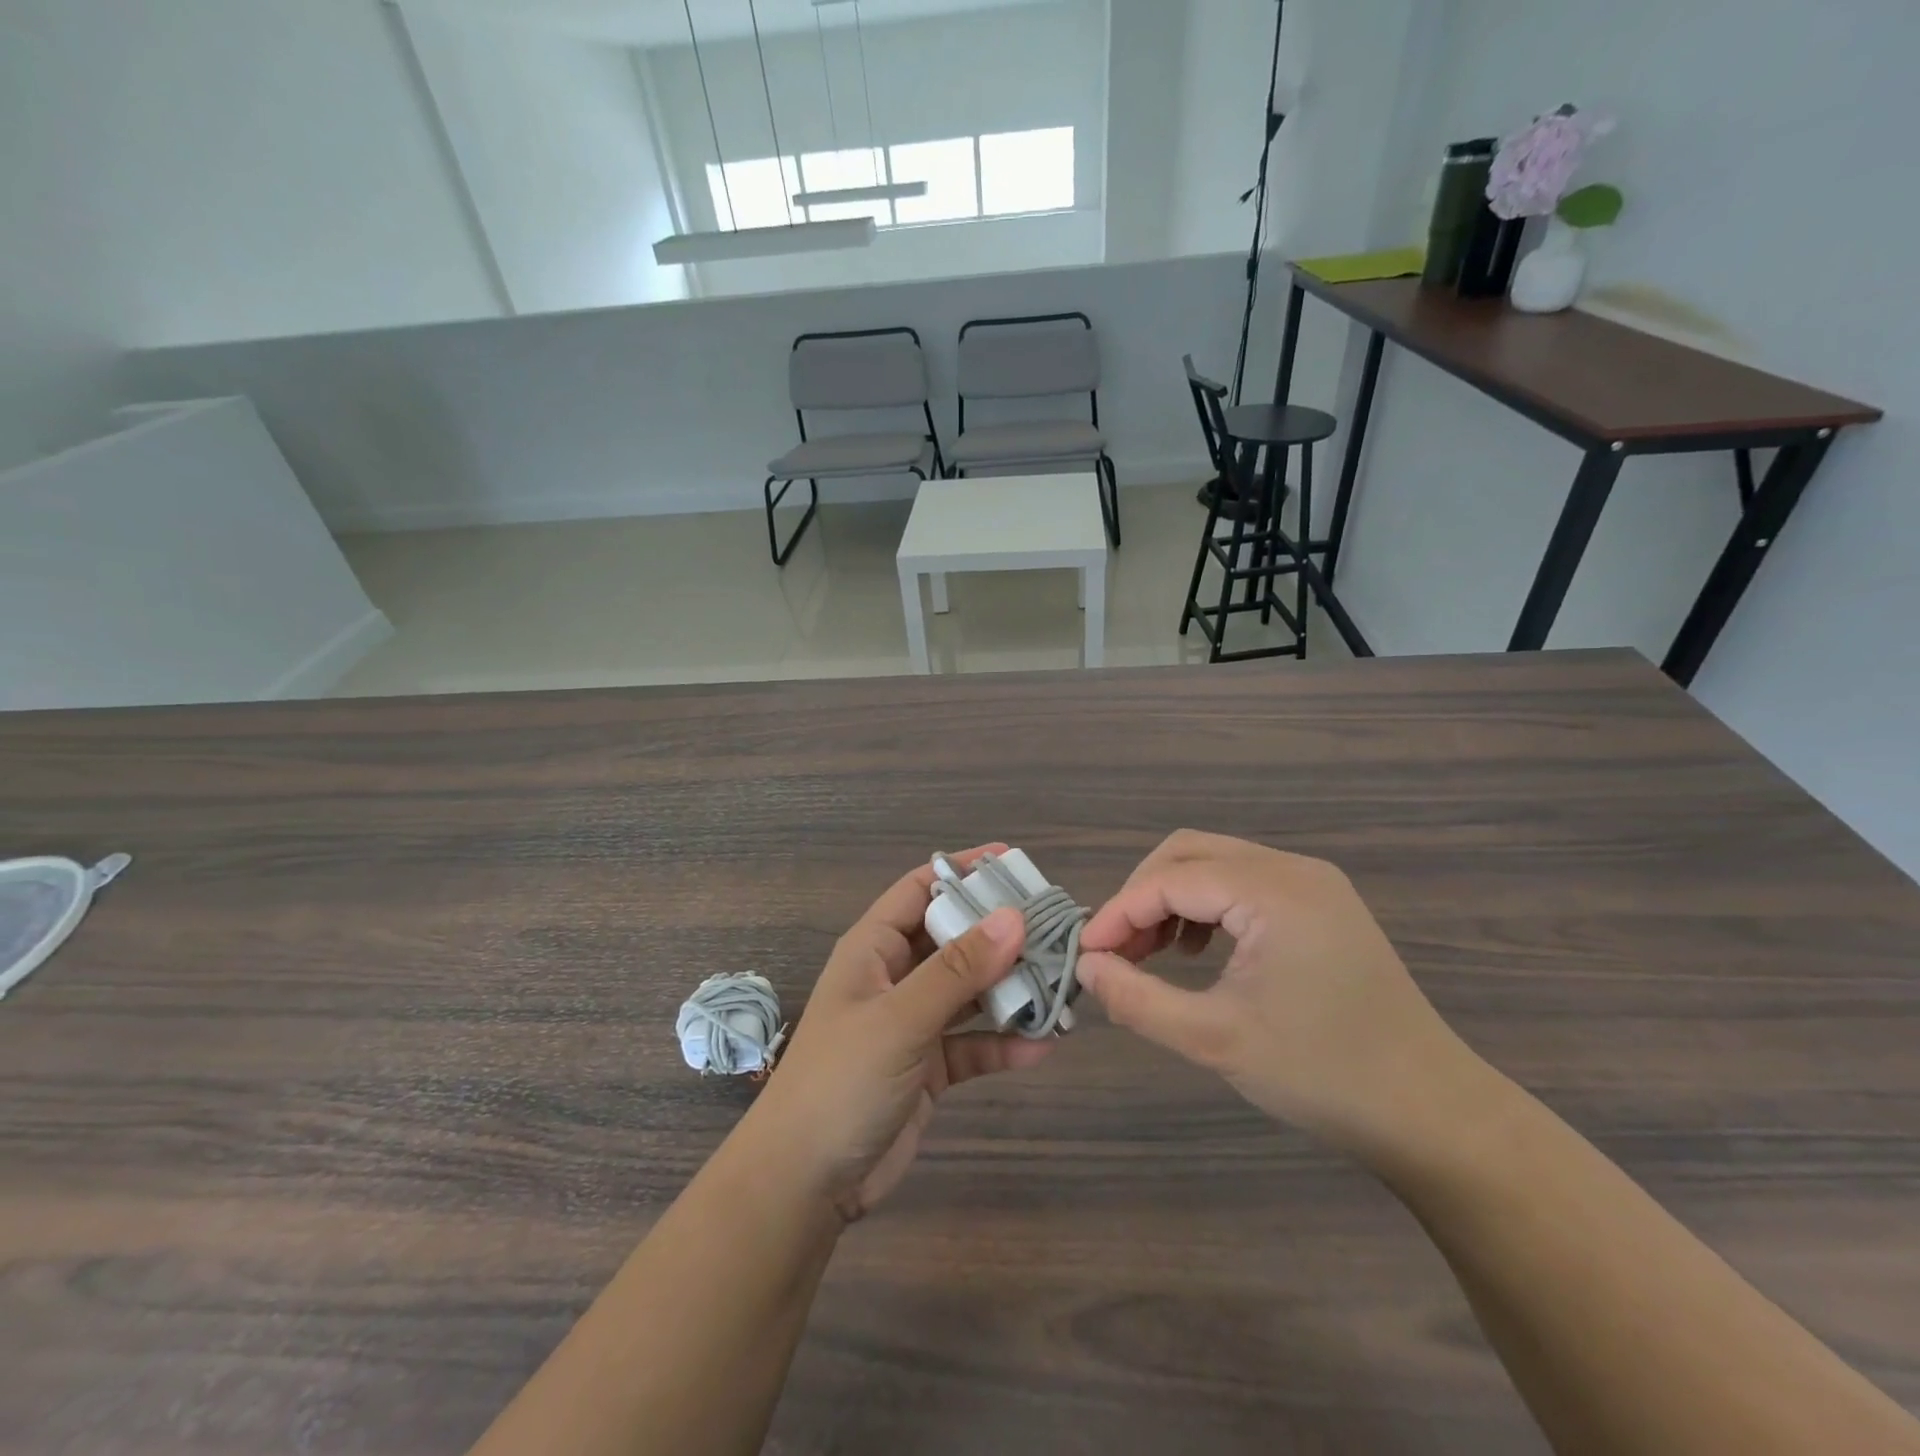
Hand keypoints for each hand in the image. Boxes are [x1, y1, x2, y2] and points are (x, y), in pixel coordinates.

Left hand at [745, 847, 1053, 1223]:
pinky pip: (972, 1043)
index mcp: (873, 948)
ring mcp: (911, 1023)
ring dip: (1009, 989)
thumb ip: (958, 969)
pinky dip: (1003, 1043)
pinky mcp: (927, 1068)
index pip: (920, 889)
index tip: (1013, 861)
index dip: (962, 870)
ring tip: (1061, 982)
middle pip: (953, 938)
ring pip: (968, 991)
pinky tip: (1043, 1045)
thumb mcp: (900, 1018)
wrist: (804, 1185)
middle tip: (1054, 925)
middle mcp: (893, 977)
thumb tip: (1014, 917)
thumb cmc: (841, 1081)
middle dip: (999, 932)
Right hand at [1076, 831, 1473, 1153]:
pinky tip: (1197, 951)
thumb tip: (1087, 967)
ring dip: (1171, 899)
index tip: (1086, 955)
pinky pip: (1244, 883)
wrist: (1432, 1112)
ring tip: (1151, 954)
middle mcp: (1293, 869)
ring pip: (1214, 864)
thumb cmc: (1323, 1075)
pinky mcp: (1321, 904)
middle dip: (1142, 896)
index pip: (1170, 879)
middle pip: (1189, 853)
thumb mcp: (1214, 1040)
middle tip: (1118, 951)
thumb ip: (1138, 1000)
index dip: (1119, 913)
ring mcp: (1313, 883)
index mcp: (1274, 891)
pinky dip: (1206, 906)